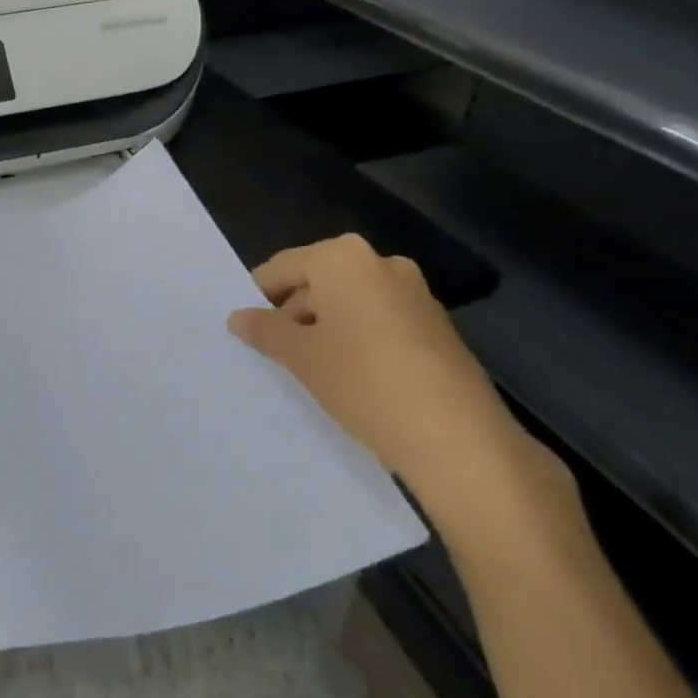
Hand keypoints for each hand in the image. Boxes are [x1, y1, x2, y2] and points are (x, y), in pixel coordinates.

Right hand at [227, 234, 570, 534]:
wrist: (459, 440)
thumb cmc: (363, 382)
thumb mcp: (301, 357)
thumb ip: (265, 330)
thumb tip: (238, 317)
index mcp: (343, 258)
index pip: (283, 267)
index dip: (258, 296)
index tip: (247, 328)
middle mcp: (381, 263)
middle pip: (318, 281)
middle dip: (294, 313)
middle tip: (276, 353)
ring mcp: (415, 293)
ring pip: (350, 302)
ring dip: (326, 328)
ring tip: (313, 371)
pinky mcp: (437, 326)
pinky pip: (380, 320)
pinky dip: (358, 339)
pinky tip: (353, 378)